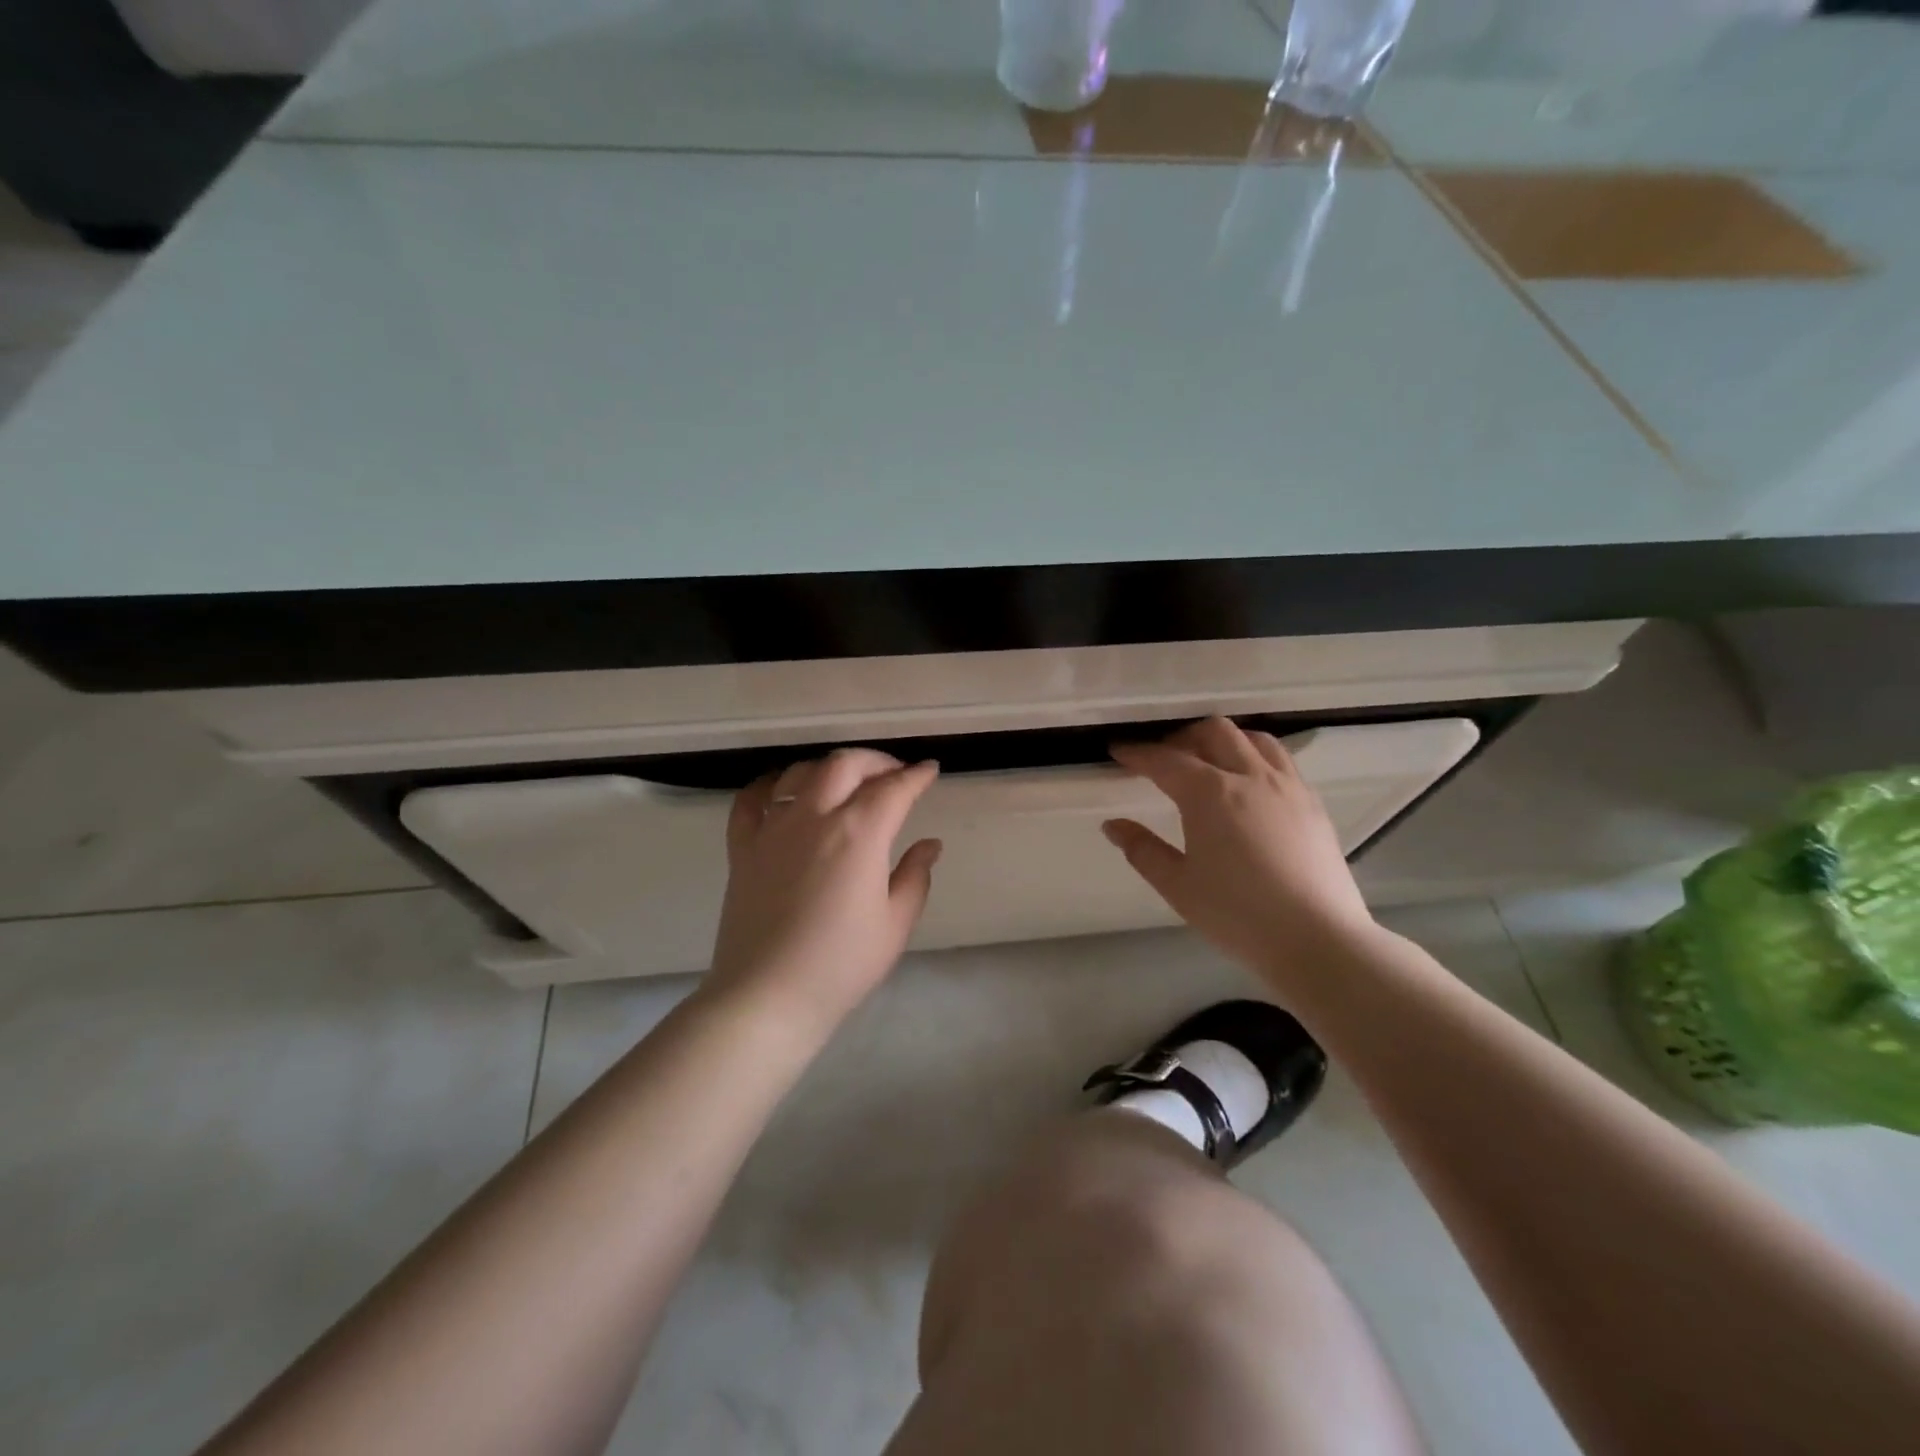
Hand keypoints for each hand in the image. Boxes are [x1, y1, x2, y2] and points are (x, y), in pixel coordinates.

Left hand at [706, 748, 941, 1038]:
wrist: (767, 996)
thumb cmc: (841, 964)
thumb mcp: (895, 924)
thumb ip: (915, 876)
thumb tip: (929, 844)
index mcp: (859, 833)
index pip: (894, 789)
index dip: (917, 776)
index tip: (930, 770)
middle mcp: (815, 816)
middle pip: (846, 765)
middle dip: (876, 761)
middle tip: (894, 774)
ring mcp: (773, 828)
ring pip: (800, 772)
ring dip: (829, 768)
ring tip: (845, 781)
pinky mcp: (742, 847)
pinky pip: (751, 800)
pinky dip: (770, 784)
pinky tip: (783, 788)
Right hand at [1104, 717, 1376, 990]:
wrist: (1317, 939)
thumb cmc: (1237, 914)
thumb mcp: (1178, 886)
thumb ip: (1142, 850)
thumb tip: (1113, 825)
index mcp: (1209, 793)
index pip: (1165, 760)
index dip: (1137, 753)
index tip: (1119, 751)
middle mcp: (1249, 776)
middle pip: (1213, 732)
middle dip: (1182, 737)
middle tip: (1163, 759)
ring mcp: (1287, 786)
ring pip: (1253, 738)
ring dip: (1224, 740)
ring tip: (1209, 762)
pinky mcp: (1312, 803)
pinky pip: (1281, 760)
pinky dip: (1255, 757)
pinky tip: (1250, 785)